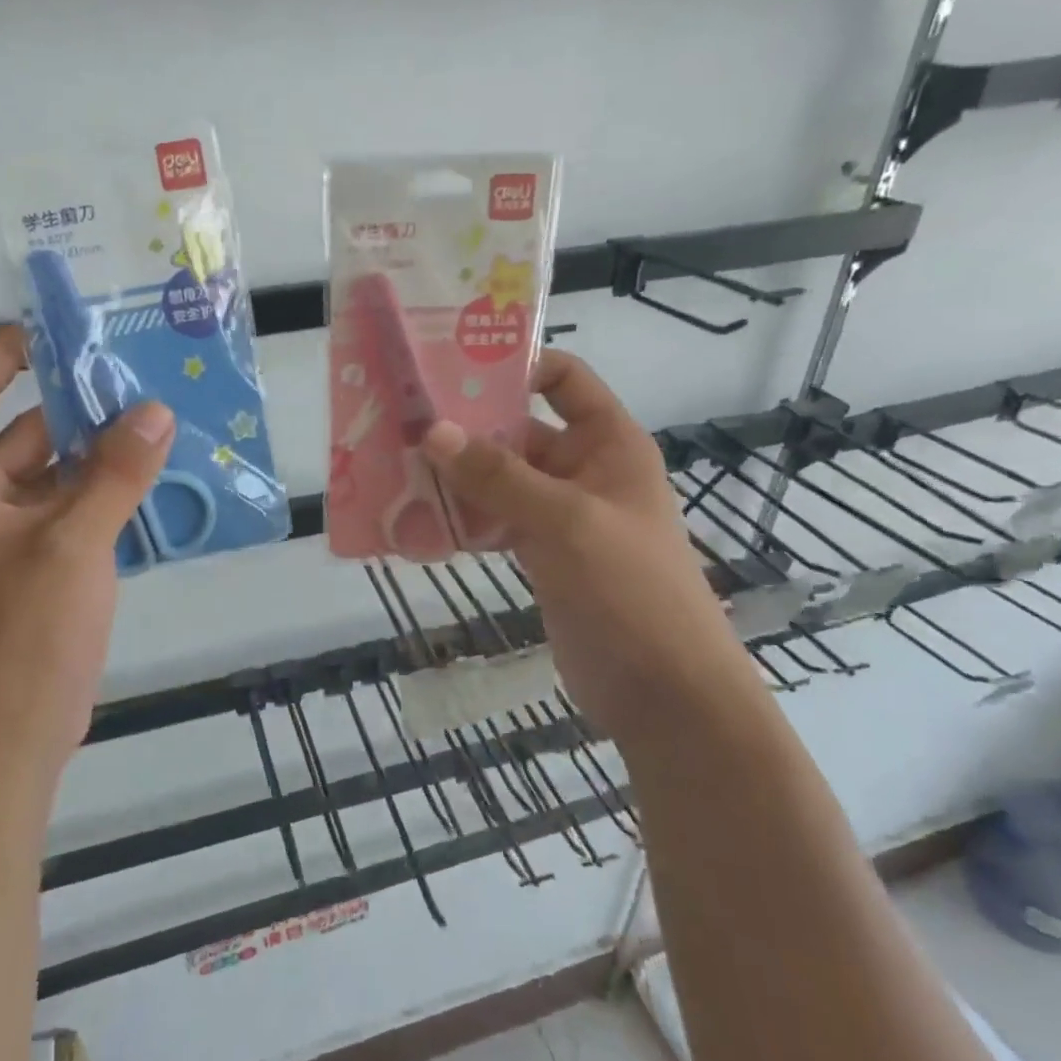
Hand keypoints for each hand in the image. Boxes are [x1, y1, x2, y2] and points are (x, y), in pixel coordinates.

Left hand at [0, 326, 174, 800]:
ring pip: (53, 475)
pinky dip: (105, 495)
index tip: (58, 328)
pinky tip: (156, 481)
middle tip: (140, 377)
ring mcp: (3, 540)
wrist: (6, 744)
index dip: (6, 354)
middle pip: (22, 432)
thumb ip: (116, 473)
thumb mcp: (73, 544)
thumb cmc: (21, 635)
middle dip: (78, 407)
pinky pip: (69, 512)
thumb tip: (156, 412)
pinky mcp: (33, 569)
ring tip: (160, 422)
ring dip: (100, 454)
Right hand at [421, 351, 749, 737]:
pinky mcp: (542, 555)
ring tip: (395, 467)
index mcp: (608, 443)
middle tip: (401, 421)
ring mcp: (561, 515)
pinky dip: (462, 520)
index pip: (564, 380)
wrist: (664, 694)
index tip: (452, 368)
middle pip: (518, 430)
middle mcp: (584, 469)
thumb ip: (498, 476)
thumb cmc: (629, 590)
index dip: (517, 366)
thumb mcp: (565, 521)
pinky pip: (495, 522)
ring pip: (500, 480)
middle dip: (465, 428)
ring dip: (455, 477)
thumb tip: (432, 431)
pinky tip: (416, 520)